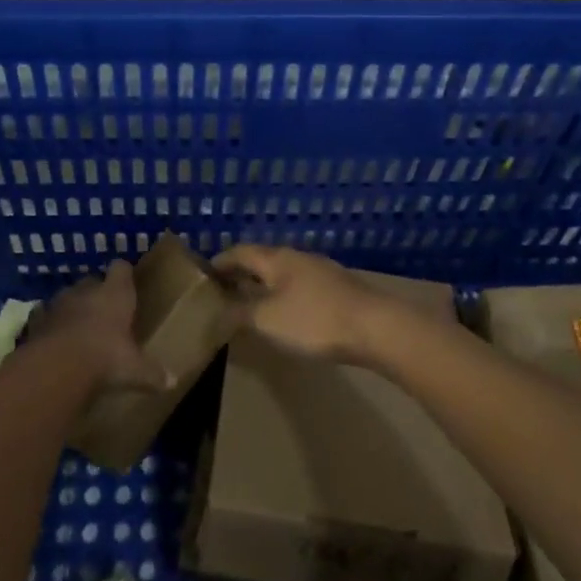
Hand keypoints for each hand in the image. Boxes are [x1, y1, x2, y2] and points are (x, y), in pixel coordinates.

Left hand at [13, 261, 170, 393]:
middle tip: (105, 311)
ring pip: (67, 297)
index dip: (124, 274)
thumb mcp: (135, 369)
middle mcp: (86, 291)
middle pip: (92, 281)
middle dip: (97, 293)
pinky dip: (50, 326)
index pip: (121, 269)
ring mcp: (58, 304)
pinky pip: (45, 317)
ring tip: (79, 327)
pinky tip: (54, 340)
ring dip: (72, 308)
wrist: (56, 367)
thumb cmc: (105, 357)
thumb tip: (173, 382)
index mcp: (115, 294)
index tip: (128, 281)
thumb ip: (152, 373)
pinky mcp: (36, 321)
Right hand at [212, 244, 395, 364]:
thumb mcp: (267, 320)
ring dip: (264, 284)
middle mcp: (299, 257)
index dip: (220, 262)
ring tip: (251, 302)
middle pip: (263, 260)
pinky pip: (301, 286)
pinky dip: (284, 294)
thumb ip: (239, 313)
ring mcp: (322, 272)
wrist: (376, 328)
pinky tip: (286, 313)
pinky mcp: (339, 289)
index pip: (240, 252)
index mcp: (277, 259)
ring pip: (284, 273)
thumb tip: (219, 310)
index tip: (204, 274)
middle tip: (223, 290)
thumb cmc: (314, 320)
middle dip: (242, 273)